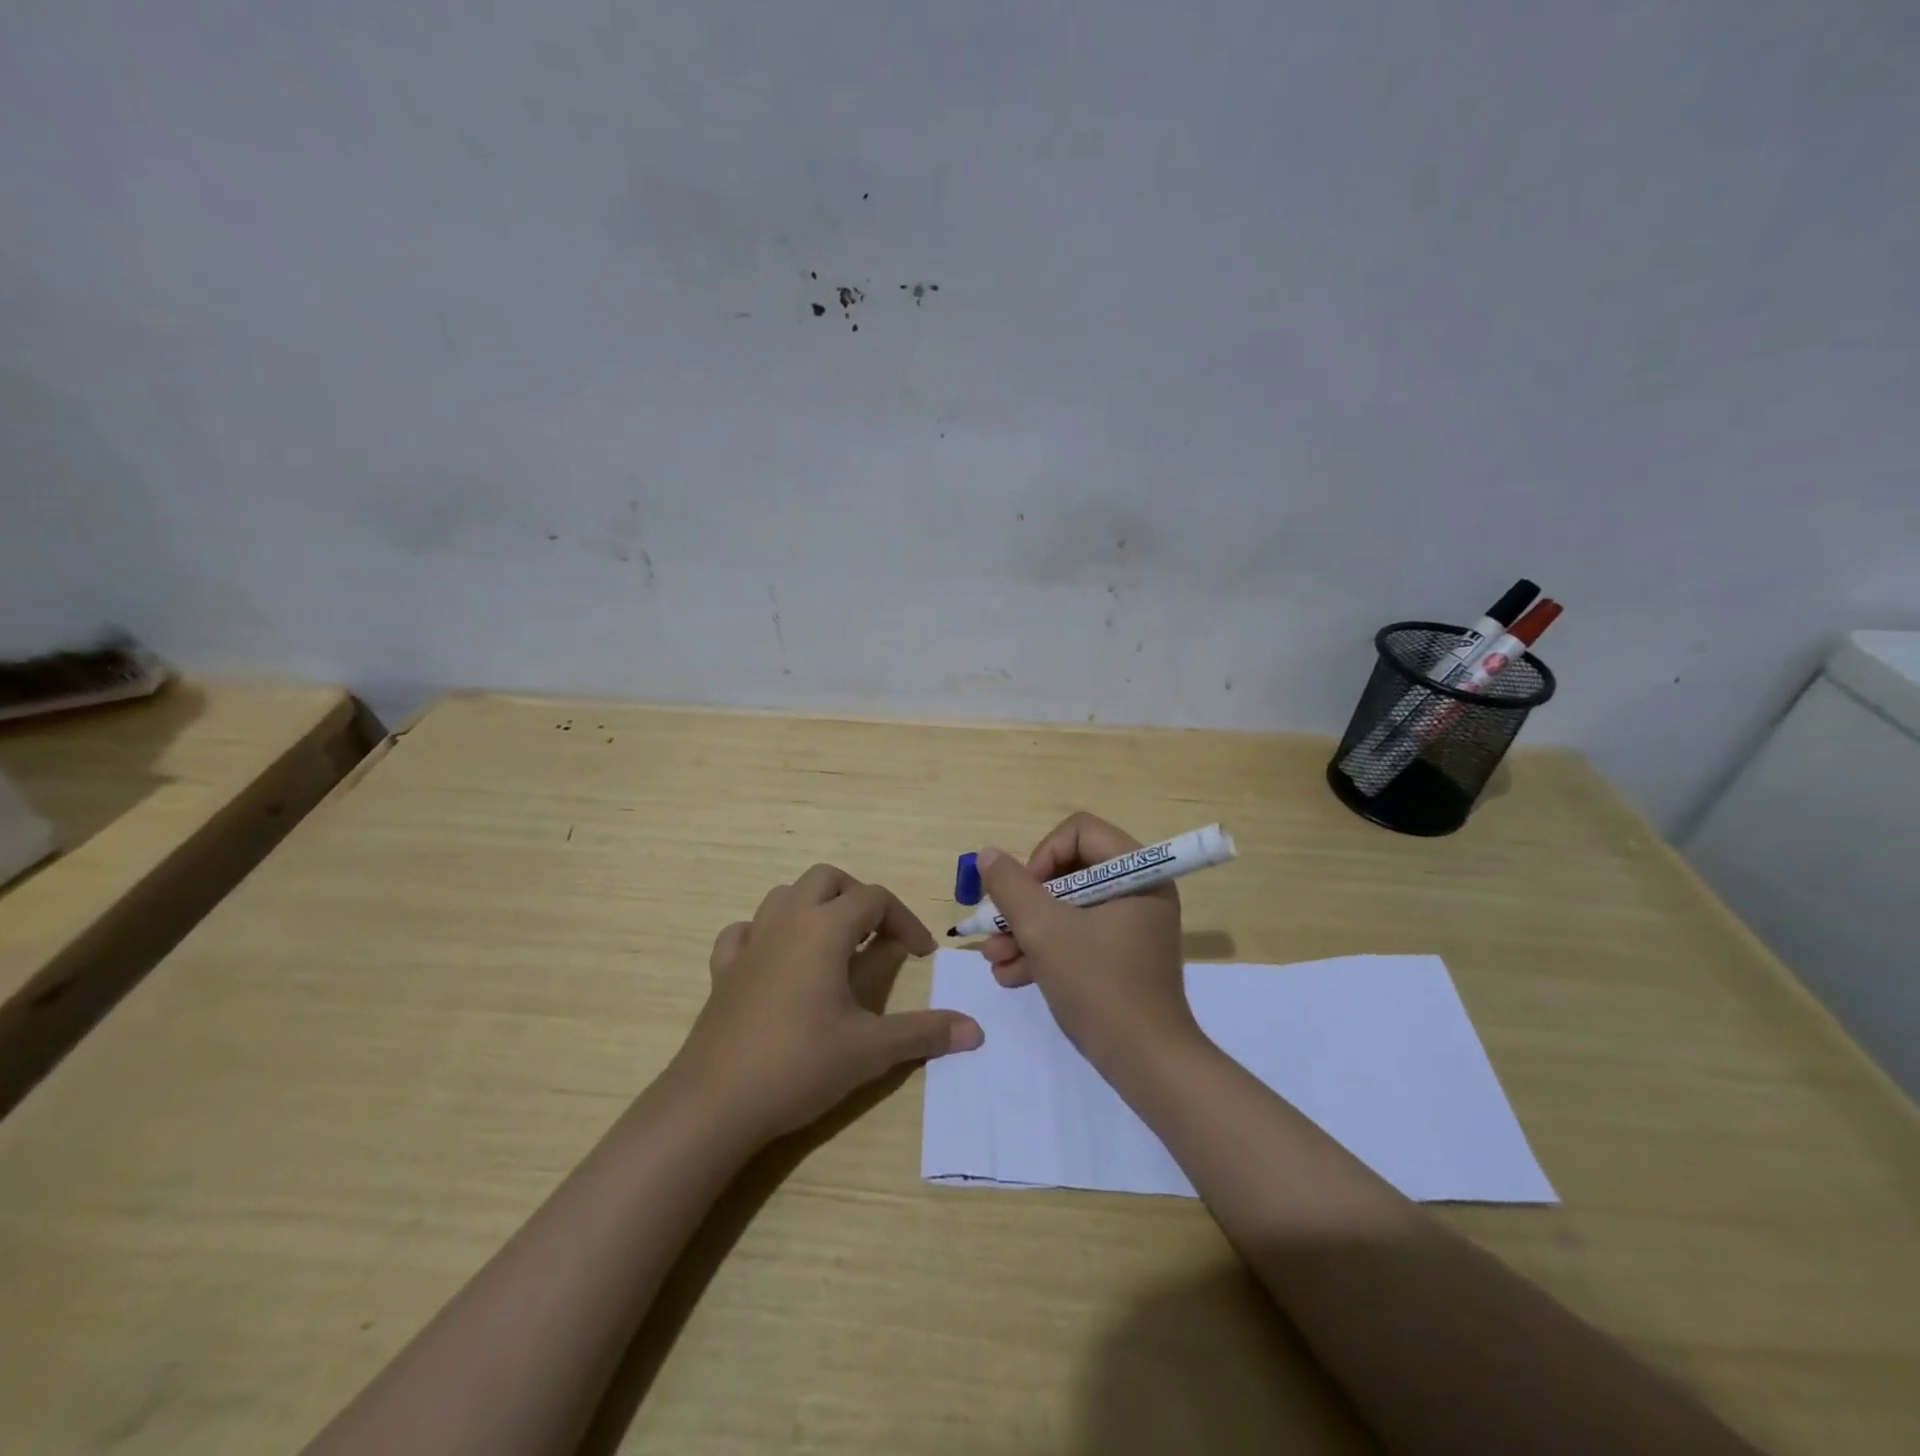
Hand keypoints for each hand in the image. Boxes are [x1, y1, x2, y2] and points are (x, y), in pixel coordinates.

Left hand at [672, 864, 983, 1144]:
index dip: (905, 920)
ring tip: (834, 944)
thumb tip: (975, 1030)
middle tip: (879, 935)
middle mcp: (786, 921)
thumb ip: (924, 1033)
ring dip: (815, 907)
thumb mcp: (871, 1050)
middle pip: (827, 879)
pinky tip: (778, 961)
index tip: (922, 954)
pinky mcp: (723, 970)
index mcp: (824, 929)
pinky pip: (745, 931)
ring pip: (785, 896)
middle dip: (859, 897)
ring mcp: (750, 943)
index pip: (874, 899)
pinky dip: (767, 934)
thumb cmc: (799, 1064)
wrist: (715, 1102)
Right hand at [977, 812, 1196, 1067]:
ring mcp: (1131, 925)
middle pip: (1068, 871)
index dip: (1042, 856)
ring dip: (1027, 930)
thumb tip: (989, 855)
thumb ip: (1012, 887)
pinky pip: (1078, 936)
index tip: (1022, 894)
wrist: (1148, 1065)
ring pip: (1068, 908)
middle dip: (1025, 903)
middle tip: (996, 928)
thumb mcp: (1045, 932)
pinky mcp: (1122, 956)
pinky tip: (1010, 976)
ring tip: (994, 960)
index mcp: (1137, 872)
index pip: (1078, 832)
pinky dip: (1046, 951)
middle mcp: (1138, 890)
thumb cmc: (1099, 986)